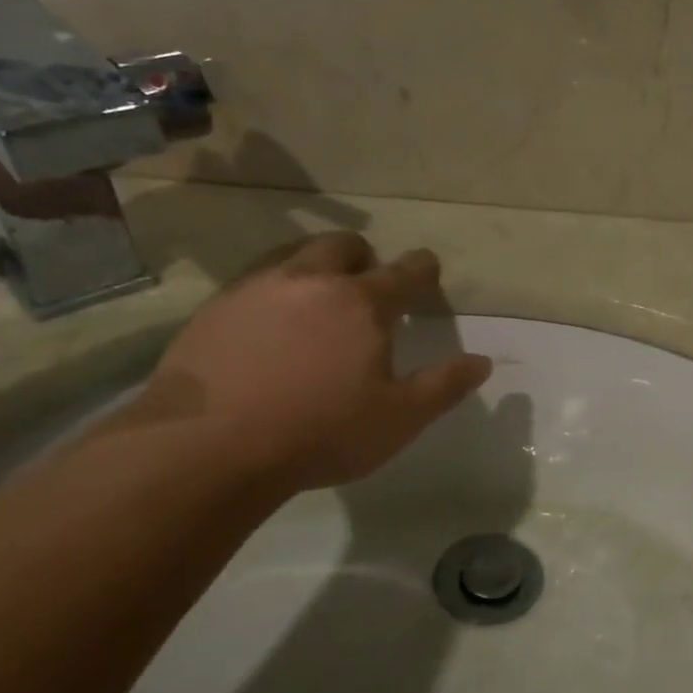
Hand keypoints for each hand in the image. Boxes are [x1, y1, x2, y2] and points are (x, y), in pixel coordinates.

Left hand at [140, 233, 491, 495]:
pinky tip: (268, 324)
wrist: (210, 446)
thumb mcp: (399, 419)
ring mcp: (257, 288)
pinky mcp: (216, 307)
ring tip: (316, 298)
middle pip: (344, 246)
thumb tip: (482, 362)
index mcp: (363, 303)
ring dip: (315, 266)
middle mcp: (311, 281)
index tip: (428, 268)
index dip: (423, 268)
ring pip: (294, 254)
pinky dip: (273, 289)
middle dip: (363, 257)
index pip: (405, 271)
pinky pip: (254, 279)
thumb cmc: (321, 433)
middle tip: (366, 286)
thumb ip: (444, 386)